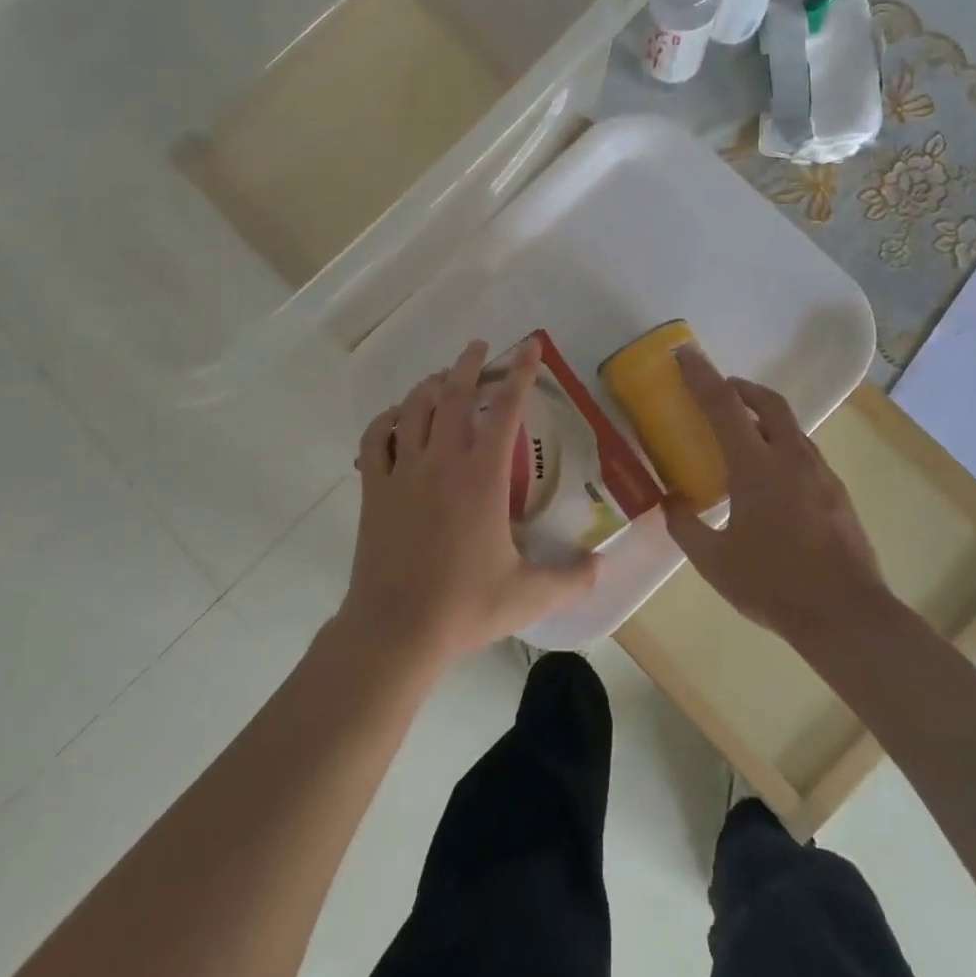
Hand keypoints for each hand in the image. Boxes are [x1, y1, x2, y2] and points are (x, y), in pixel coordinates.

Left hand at [339, 339, 598, 668]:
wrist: (395, 629)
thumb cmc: (464, 607)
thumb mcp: (528, 595)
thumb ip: (571, 578)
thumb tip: (601, 566)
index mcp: (482, 477)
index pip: (506, 410)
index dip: (521, 373)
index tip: (530, 347)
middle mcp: (442, 461)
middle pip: (452, 394)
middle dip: (468, 364)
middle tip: (481, 348)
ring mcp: (403, 471)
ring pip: (413, 408)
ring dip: (429, 384)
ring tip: (442, 377)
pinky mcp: (375, 488)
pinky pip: (376, 439)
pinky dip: (386, 420)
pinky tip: (395, 418)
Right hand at [663, 344, 884, 643]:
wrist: (847, 616)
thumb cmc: (773, 584)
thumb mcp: (713, 561)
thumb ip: (685, 526)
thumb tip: (670, 502)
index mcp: (757, 466)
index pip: (724, 405)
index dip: (701, 375)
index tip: (685, 353)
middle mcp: (792, 458)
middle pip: (767, 402)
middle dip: (740, 387)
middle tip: (718, 391)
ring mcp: (820, 474)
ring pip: (790, 427)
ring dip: (763, 418)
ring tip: (741, 437)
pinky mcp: (837, 493)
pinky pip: (803, 453)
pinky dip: (781, 446)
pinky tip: (770, 480)